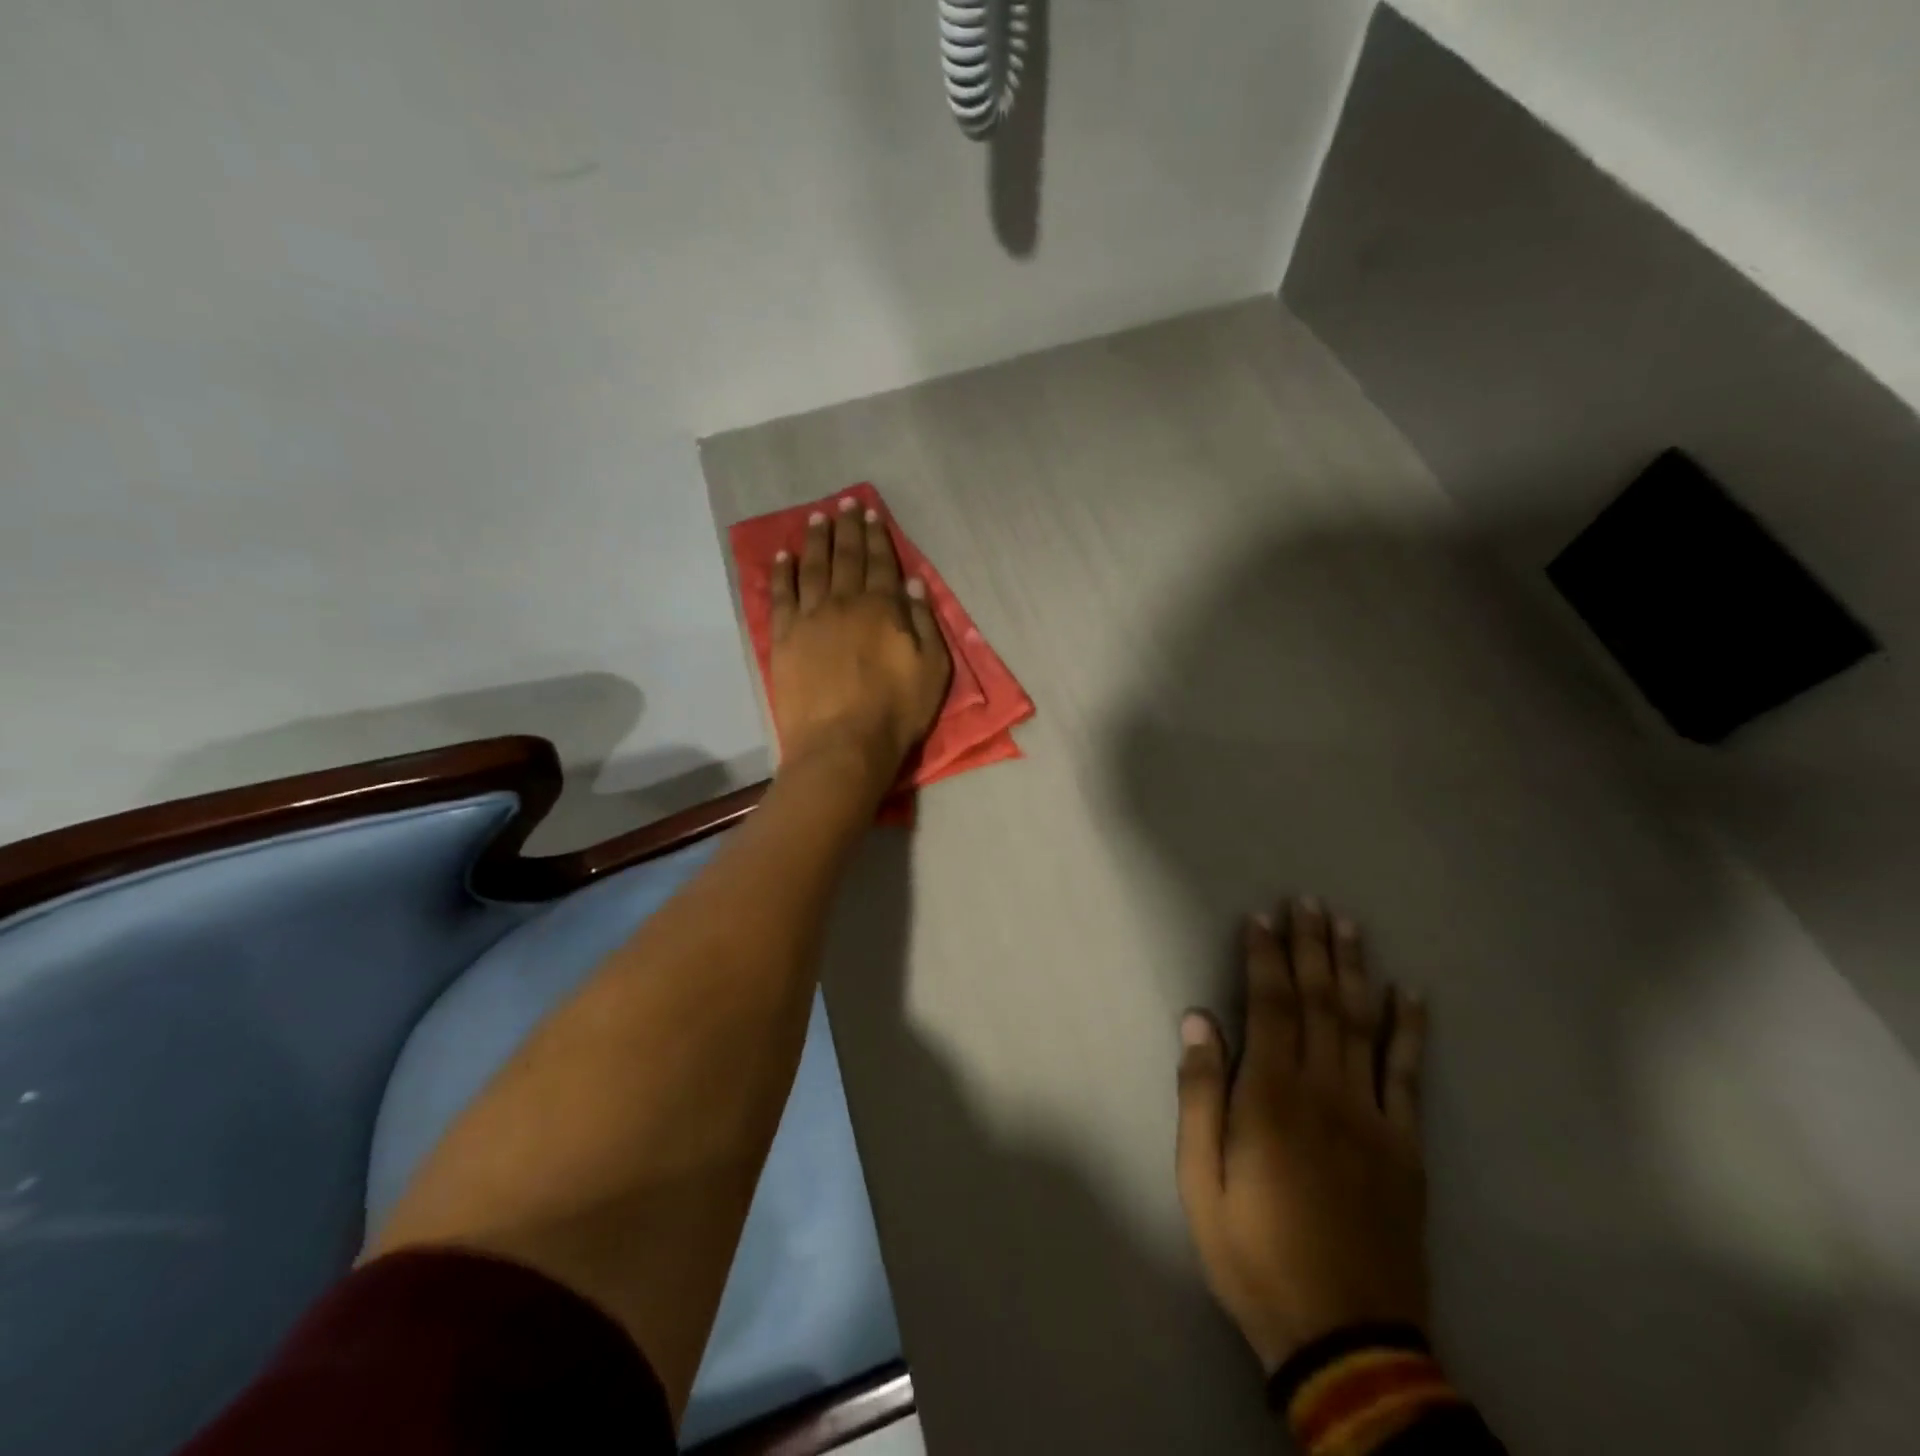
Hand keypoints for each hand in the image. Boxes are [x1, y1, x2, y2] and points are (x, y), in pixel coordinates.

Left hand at [769, 497, 951, 784]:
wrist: (842, 744)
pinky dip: (782, 573)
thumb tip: (912, 584)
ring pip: (813, 568)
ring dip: (816, 541)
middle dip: (847, 528)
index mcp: (883, 609)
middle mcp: (845, 603)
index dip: (877, 537)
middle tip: (845, 503)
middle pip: (846, 557)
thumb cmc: (895, 712)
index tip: (871, 514)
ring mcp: (811, 618)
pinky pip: (782, 595)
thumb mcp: (931, 670)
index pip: (881, 564)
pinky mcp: (785, 638)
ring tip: (817, 518)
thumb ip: (924, 623)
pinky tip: (783, 556)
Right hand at [1176, 898, 1430, 1373]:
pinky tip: (1410, 995)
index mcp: (1271, 1097)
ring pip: (1363, 1024)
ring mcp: (1373, 1116)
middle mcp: (1325, 1091)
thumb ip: (1200, 1095)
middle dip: (1311, 947)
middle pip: (1319, 1002)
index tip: (1260, 918)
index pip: (1269, 1005)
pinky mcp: (1405, 1146)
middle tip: (1308, 902)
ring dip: (1354, 970)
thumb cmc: (1254, 1254)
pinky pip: (1408, 1074)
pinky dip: (1409, 1029)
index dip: (1264, 957)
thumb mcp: (1200, 1181)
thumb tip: (1197, 1019)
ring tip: (1349, 926)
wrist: (1346, 1340)